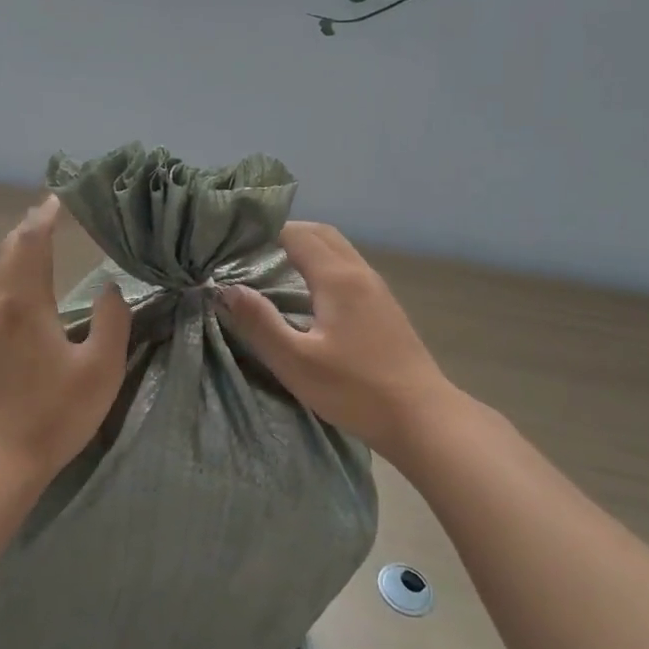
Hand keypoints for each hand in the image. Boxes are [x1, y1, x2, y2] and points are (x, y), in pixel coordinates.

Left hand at [0, 195, 129, 480]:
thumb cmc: (56, 414)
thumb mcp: (102, 367)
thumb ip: (112, 321)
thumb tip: (111, 288)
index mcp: (27, 303)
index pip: (34, 246)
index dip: (43, 219)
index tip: (54, 200)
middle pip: (4, 260)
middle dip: (19, 235)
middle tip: (32, 217)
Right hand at [217, 221, 470, 461]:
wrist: (422, 417)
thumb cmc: (355, 390)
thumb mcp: (296, 361)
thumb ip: (259, 322)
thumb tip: (226, 289)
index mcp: (337, 278)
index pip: (297, 234)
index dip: (265, 231)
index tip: (235, 241)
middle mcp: (359, 273)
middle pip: (321, 234)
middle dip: (285, 233)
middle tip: (251, 251)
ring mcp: (377, 289)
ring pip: (338, 250)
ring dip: (306, 248)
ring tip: (273, 268)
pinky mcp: (385, 308)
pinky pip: (348, 269)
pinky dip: (323, 265)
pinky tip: (308, 294)